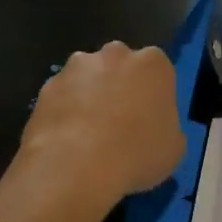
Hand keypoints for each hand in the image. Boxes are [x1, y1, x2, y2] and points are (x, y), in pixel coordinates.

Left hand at [19, 43, 186, 205]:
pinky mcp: (47, 85)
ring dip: (90, 96)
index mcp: (153, 64)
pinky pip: (63, 96)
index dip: (154, 96)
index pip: (158, 71)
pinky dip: (65, 111)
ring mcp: (77, 67)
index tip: (150, 119)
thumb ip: (168, 127)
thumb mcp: (174, 148)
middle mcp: (116, 54)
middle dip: (120, 86)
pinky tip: (66, 141)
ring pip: (88, 77)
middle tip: (120, 123)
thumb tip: (155, 130)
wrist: (75, 167)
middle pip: (121, 66)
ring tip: (89, 134)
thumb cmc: (137, 154)